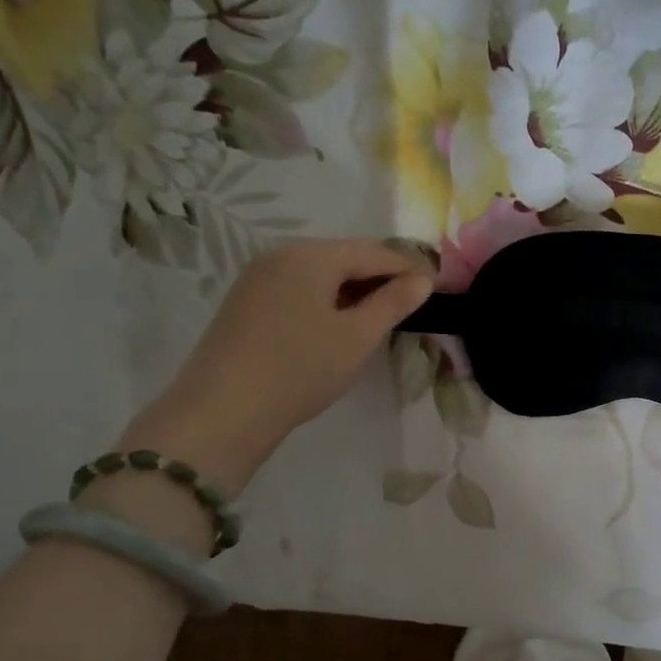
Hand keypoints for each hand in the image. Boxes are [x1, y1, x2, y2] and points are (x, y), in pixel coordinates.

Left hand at [117, 239, 432, 493]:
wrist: (225, 410)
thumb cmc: (301, 368)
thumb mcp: (357, 337)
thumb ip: (392, 304)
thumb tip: (422, 280)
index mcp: (311, 257)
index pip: (373, 251)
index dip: (408, 267)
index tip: (435, 288)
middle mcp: (280, 255)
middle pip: (344, 257)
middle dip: (380, 276)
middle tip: (411, 303)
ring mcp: (258, 278)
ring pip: (320, 274)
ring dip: (354, 290)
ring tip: (379, 317)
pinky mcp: (246, 303)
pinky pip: (299, 289)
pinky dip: (327, 300)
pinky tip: (338, 325)